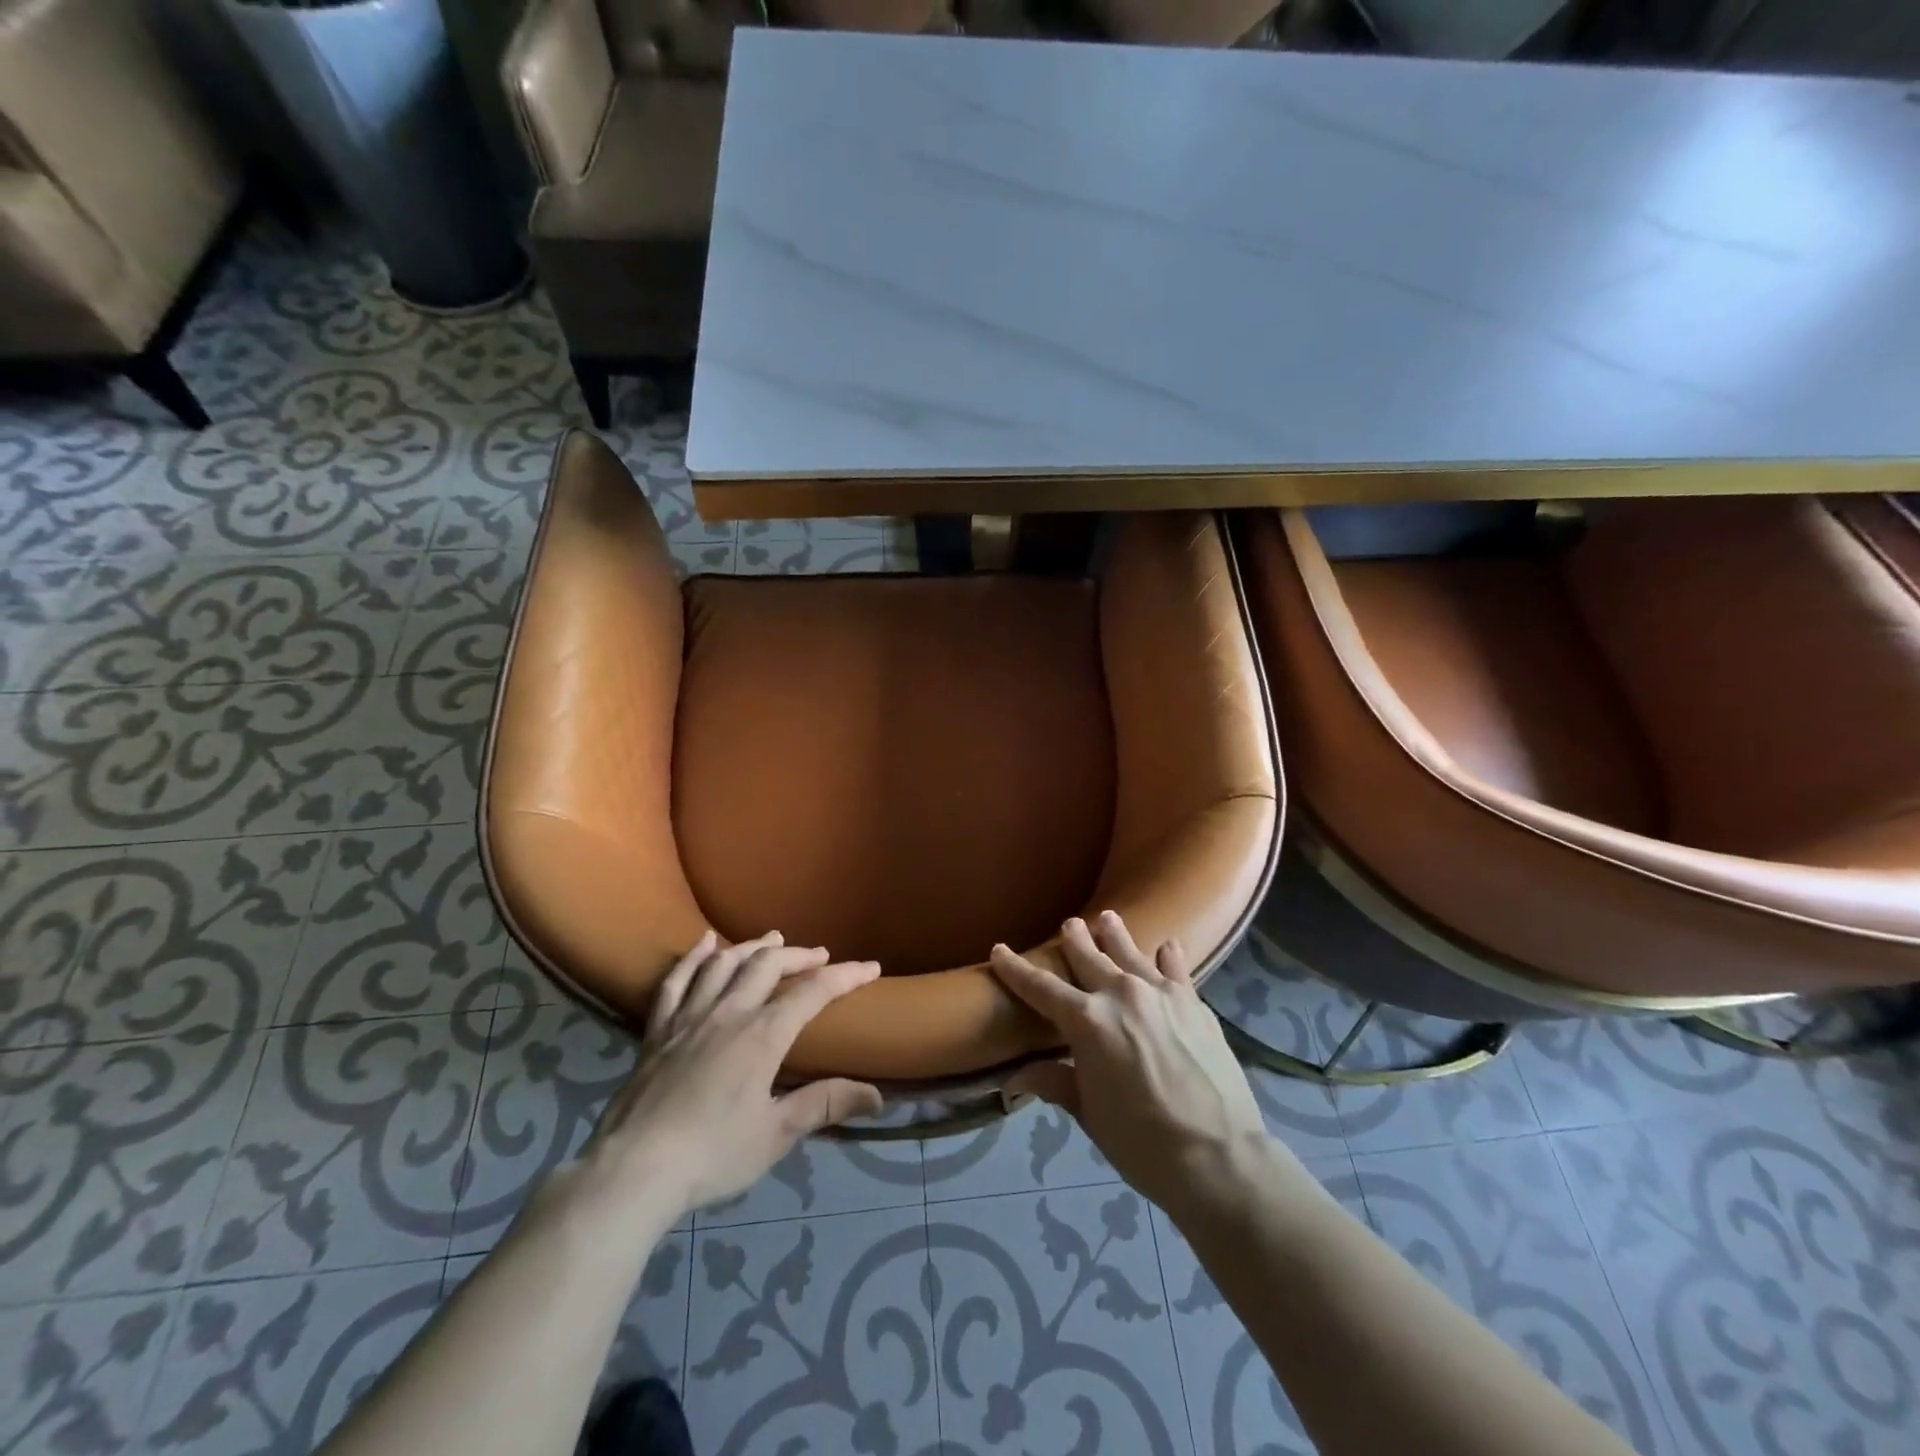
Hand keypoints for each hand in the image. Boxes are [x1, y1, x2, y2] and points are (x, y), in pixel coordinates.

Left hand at [580, 931, 882, 1219]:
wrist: (633, 1170)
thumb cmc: (712, 1155)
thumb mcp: (776, 1134)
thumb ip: (825, 1105)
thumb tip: (878, 1096)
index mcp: (763, 1035)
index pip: (813, 992)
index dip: (846, 975)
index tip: (870, 967)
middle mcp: (729, 1013)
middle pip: (768, 966)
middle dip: (799, 955)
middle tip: (820, 955)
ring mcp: (689, 1017)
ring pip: (725, 964)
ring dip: (753, 947)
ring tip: (773, 939)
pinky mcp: (658, 1031)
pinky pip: (676, 981)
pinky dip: (693, 957)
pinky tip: (705, 943)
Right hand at [990, 912, 1270, 1218]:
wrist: (1219, 1157)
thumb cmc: (1142, 1143)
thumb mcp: (1089, 1114)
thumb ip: (1056, 1083)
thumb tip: (1017, 1077)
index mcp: (1086, 1021)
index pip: (1040, 987)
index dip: (1016, 968)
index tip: (999, 949)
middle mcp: (1120, 994)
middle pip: (1088, 957)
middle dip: (1073, 939)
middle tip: (1068, 924)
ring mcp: (1161, 993)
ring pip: (1130, 952)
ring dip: (1114, 934)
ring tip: (1107, 918)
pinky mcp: (1194, 1002)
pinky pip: (1176, 968)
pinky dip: (1167, 956)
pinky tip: (1167, 946)